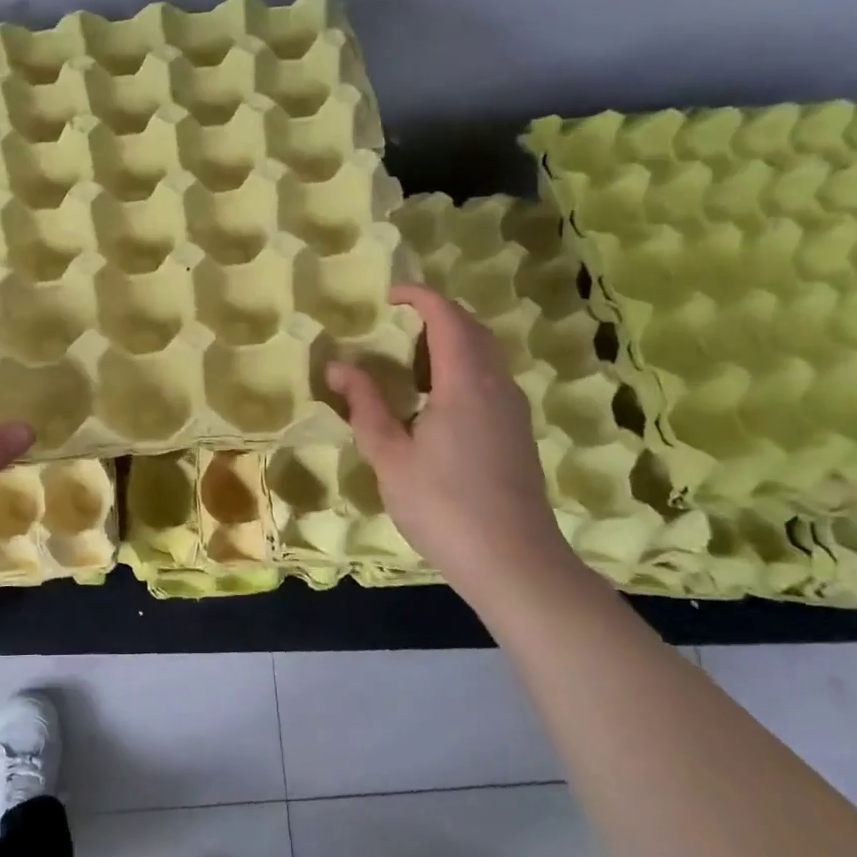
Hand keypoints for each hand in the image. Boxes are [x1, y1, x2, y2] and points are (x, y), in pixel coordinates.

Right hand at [325, 284, 571, 594]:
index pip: (447, 318)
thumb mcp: (390, 456)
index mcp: (465, 383)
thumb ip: (365, 405)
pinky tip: (435, 402)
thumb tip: (339, 366)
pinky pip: (491, 379)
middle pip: (473, 330)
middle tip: (397, 325)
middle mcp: (497, 386)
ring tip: (409, 363)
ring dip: (451, 343)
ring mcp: (513, 410)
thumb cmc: (442, 505)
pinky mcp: (517, 432)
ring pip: (486, 355)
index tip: (390, 295)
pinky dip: (462, 369)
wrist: (513, 561)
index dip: (420, 298)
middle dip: (436, 316)